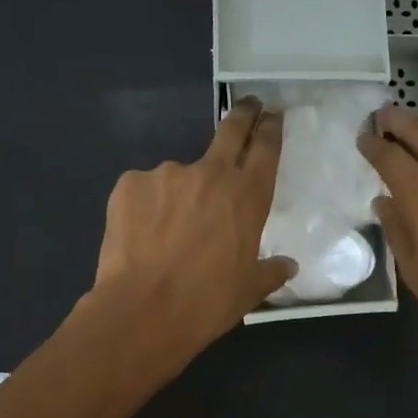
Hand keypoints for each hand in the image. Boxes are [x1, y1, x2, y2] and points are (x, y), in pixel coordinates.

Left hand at [87, 97, 295, 366]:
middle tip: (248, 106)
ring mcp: (166, 174)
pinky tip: (143, 236)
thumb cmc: (207, 302)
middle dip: (242, 115)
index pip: (265, 149)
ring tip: (169, 231)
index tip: (272, 115)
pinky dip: (147, 207)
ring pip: (179, 176)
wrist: (143, 311)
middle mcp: (210, 174)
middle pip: (230, 131)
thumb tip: (287, 265)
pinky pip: (145, 191)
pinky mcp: (130, 184)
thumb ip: (271, 271)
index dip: (270, 129)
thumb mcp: (249, 289)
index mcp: (247, 196)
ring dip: (180, 193)